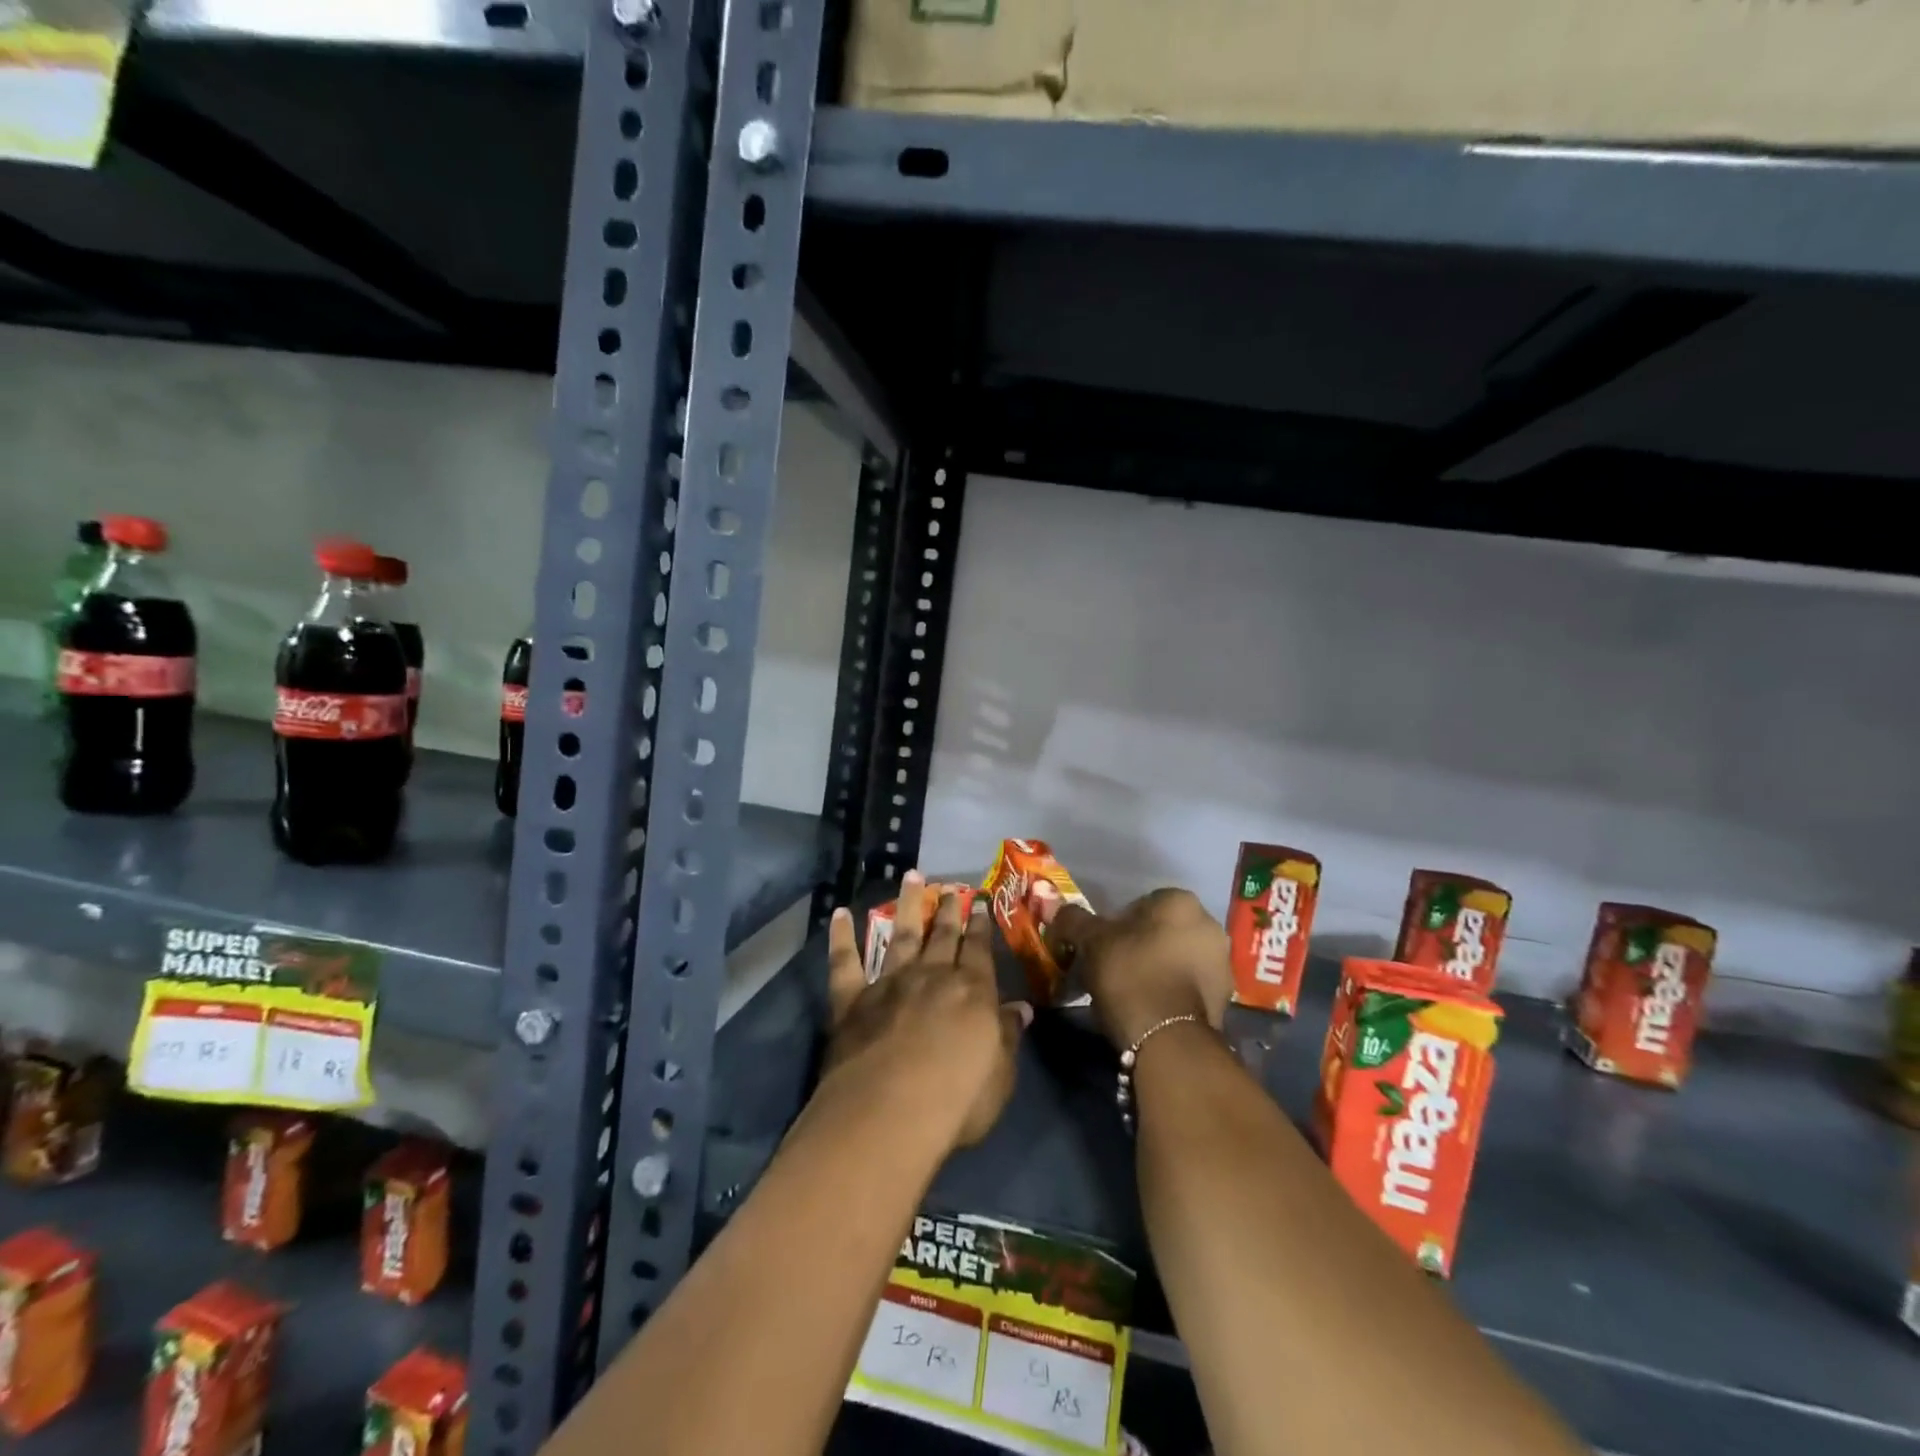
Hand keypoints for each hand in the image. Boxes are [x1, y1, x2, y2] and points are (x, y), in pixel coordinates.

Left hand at [825, 873, 1031, 1150]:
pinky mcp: (851, 999)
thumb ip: (1007, 1036)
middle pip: (942, 935)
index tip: (979, 904)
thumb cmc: (955, 1102)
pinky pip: (845, 961)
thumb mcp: (999, 1075)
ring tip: (912, 877)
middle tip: (951, 887)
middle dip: (948, 910)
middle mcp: (931, 976)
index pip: (979, 950)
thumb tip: (1021, 1008)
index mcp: (971, 991)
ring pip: (899, 934)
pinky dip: (841, 936)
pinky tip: (839, 914)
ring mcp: (889, 983)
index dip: (980, 927)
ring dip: (906, 904)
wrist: (887, 1114)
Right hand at [1041, 888, 1231, 1049]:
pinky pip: (1191, 985)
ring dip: (1160, 968)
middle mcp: (1209, 924)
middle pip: (1163, 930)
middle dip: (1142, 945)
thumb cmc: (1130, 974)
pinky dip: (1174, 991)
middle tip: (1114, 968)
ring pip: (1179, 957)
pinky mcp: (1226, 998)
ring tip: (1132, 992)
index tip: (1102, 946)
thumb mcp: (1091, 942)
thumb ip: (1074, 919)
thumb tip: (1056, 907)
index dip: (1117, 924)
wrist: (1168, 1038)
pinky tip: (1152, 1008)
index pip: (1142, 903)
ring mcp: (1223, 962)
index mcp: (1180, 901)